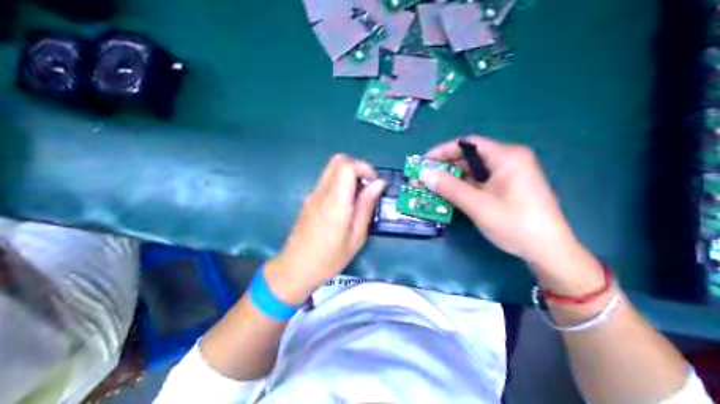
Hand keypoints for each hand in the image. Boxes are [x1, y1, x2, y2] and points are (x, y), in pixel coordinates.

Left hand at [264, 153, 384, 301]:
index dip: (364, 168)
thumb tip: (378, 183)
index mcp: (335, 202)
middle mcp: (321, 192)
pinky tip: (346, 205)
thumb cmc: (329, 259)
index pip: (346, 166)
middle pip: (338, 161)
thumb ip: (366, 206)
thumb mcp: (356, 237)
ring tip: (359, 198)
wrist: (295, 269)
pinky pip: (326, 181)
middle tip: (368, 186)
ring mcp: (312, 195)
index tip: (374, 183)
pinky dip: (340, 183)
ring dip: (348, 175)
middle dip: (357, 167)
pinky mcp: (309, 200)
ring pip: (331, 169)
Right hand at [423, 136, 578, 270]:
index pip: (468, 143)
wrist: (549, 250)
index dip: (443, 151)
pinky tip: (456, 197)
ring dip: (457, 179)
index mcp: (507, 156)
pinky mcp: (515, 187)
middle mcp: (513, 159)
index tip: (424, 162)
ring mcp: (516, 174)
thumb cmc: (514, 223)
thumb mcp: (477, 205)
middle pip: (473, 156)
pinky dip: (470, 187)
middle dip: (448, 167)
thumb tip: (423, 173)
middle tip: (427, 179)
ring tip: (436, 190)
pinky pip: (487, 181)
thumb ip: (449, 187)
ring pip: (479, 170)